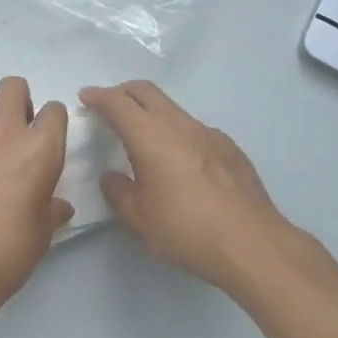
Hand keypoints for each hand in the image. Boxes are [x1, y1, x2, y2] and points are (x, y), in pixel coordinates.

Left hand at [0, 76, 72, 333]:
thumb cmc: (4, 255)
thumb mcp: (41, 236)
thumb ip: (51, 211)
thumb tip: (60, 205)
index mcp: (43, 150)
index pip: (55, 110)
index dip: (49, 122)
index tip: (41, 138)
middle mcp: (7, 128)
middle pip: (14, 86)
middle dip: (14, 101)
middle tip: (7, 129)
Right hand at [81, 80, 321, 290]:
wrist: (252, 244)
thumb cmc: (186, 231)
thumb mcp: (138, 218)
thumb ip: (118, 191)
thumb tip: (112, 176)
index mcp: (151, 136)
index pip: (118, 103)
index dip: (99, 96)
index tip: (86, 96)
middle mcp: (180, 125)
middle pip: (147, 92)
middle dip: (123, 93)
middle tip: (108, 106)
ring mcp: (210, 134)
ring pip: (173, 109)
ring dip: (151, 113)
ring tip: (142, 138)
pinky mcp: (230, 149)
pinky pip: (195, 130)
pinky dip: (176, 133)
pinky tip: (179, 163)